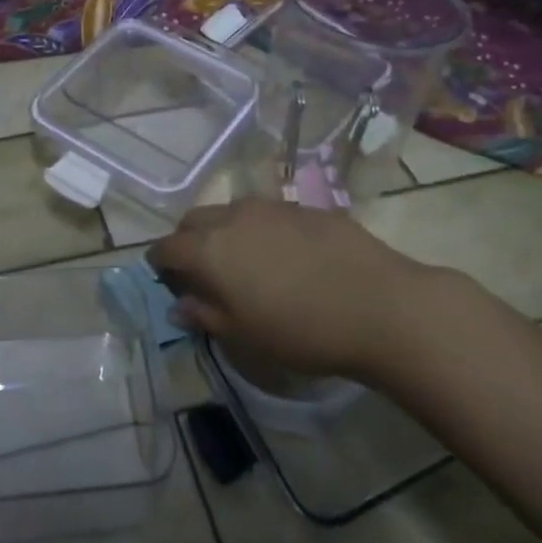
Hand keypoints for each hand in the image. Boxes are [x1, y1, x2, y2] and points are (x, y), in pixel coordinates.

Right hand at [146, 198, 439, 380]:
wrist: (381, 306)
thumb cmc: (301, 330)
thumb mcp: (244, 335)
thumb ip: (205, 315)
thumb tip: (180, 306)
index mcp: (210, 249)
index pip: (167, 247)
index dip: (160, 263)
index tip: (165, 279)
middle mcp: (234, 217)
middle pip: (194, 220)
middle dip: (188, 241)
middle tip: (201, 270)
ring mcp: (273, 207)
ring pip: (232, 211)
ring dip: (225, 231)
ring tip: (245, 262)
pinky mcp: (308, 208)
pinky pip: (269, 214)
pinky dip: (261, 230)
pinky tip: (286, 257)